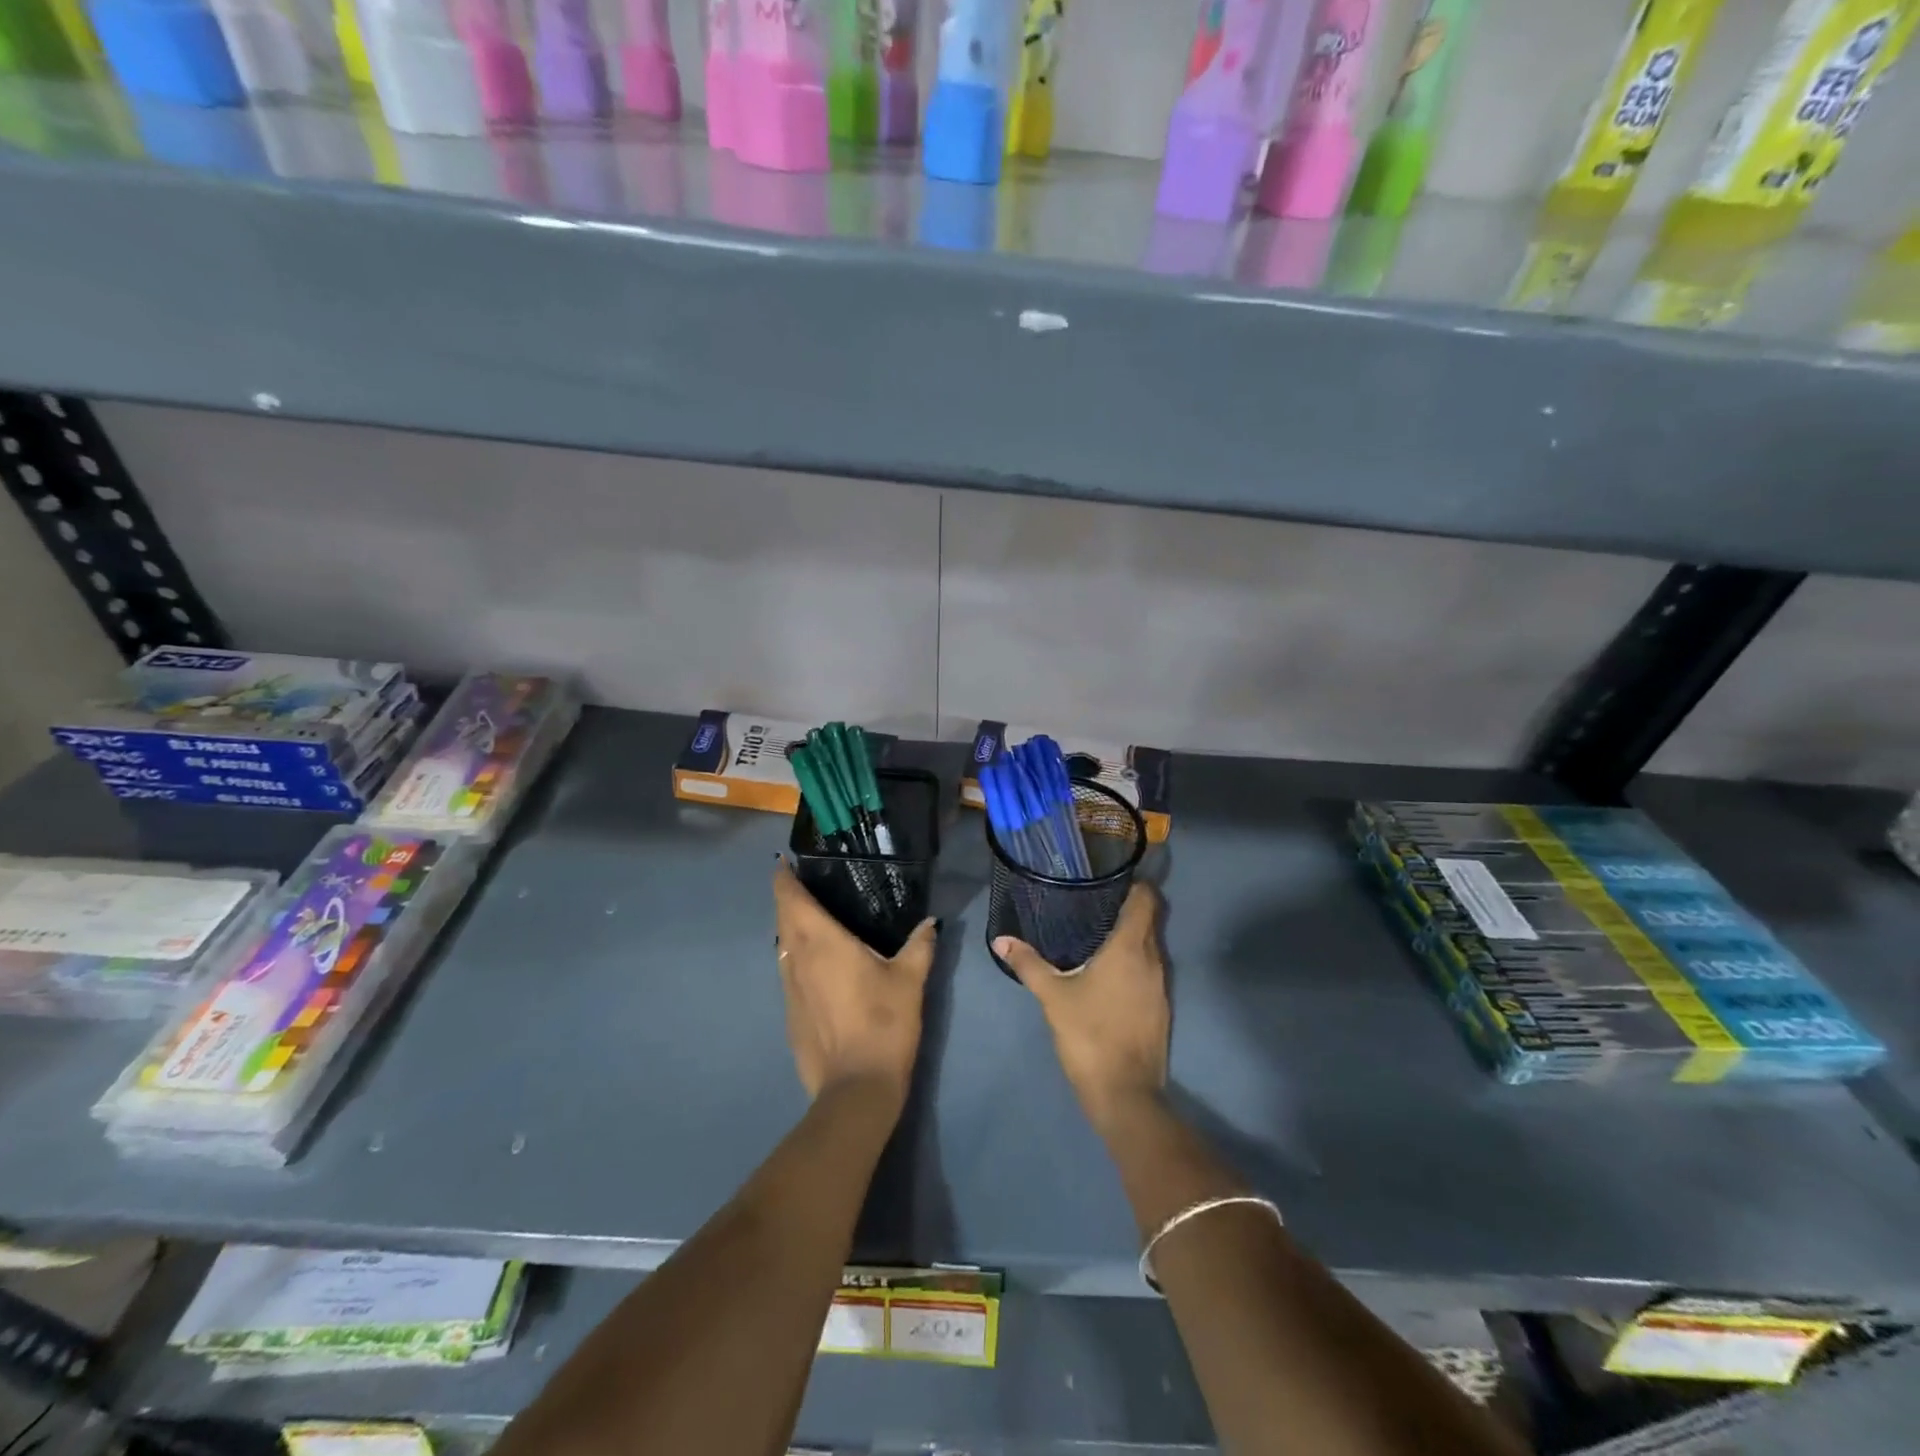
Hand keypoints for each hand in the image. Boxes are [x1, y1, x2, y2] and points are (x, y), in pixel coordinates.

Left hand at [772, 860, 936, 1107]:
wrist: (856, 1089)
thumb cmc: (883, 1023)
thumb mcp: (910, 979)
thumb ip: (920, 945)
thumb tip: (931, 922)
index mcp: (820, 941)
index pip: (789, 898)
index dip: (783, 877)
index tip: (787, 862)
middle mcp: (796, 959)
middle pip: (781, 919)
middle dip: (788, 898)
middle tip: (810, 884)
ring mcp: (788, 989)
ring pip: (782, 947)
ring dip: (790, 929)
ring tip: (814, 920)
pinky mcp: (790, 1014)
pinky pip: (788, 972)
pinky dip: (796, 958)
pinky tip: (819, 966)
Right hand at [994, 883, 1167, 1130]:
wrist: (1125, 1094)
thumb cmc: (1089, 1035)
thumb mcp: (1053, 997)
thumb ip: (1028, 964)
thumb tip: (1001, 939)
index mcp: (1130, 948)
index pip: (1146, 900)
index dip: (1134, 884)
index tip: (1110, 878)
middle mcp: (1153, 959)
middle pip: (1149, 920)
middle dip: (1127, 907)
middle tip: (1094, 901)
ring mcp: (1161, 985)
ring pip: (1151, 945)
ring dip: (1131, 935)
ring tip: (1097, 931)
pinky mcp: (1161, 1007)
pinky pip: (1150, 968)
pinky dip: (1134, 960)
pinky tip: (1109, 969)